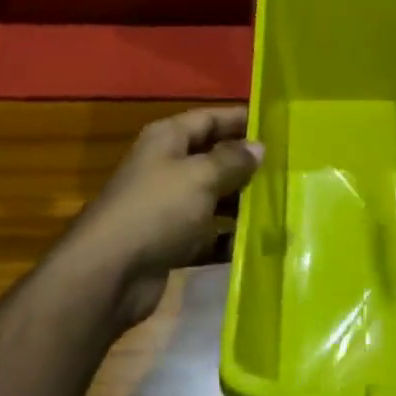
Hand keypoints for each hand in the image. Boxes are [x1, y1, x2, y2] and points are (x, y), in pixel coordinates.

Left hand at [66, 107, 262, 330]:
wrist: (107, 276)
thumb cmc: (156, 211)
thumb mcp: (200, 176)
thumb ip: (232, 160)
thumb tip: (258, 147)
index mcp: (168, 139)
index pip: (211, 118)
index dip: (242, 120)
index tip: (278, 126)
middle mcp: (166, 167)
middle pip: (213, 157)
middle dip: (247, 164)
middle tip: (288, 168)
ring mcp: (166, 206)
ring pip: (213, 197)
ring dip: (241, 202)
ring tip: (280, 204)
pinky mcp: (169, 242)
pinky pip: (206, 233)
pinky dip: (227, 237)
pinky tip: (257, 242)